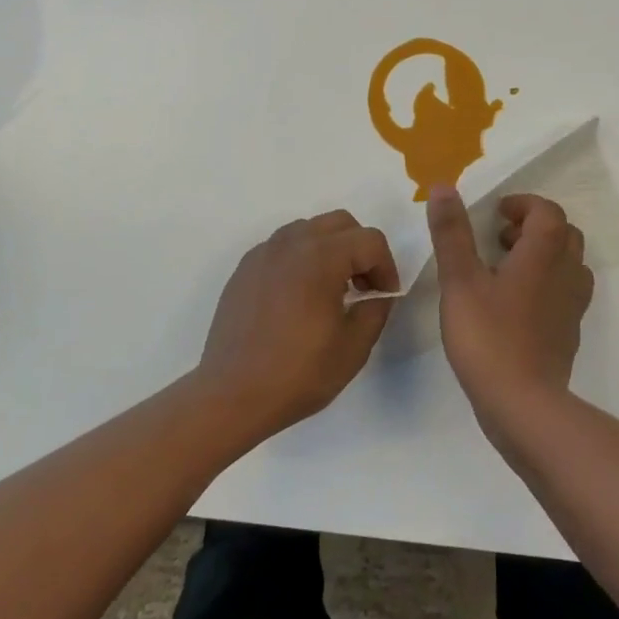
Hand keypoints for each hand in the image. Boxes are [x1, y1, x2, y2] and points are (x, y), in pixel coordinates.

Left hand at [196, 210, 398, 440]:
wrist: (232, 395)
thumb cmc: (298, 373)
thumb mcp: (354, 347)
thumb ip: (376, 309)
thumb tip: (376, 294)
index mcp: (321, 257)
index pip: (370, 241)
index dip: (386, 267)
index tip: (384, 298)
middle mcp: (291, 243)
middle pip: (340, 223)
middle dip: (360, 250)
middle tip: (363, 288)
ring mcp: (263, 253)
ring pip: (309, 230)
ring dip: (330, 250)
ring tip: (330, 291)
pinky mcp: (245, 268)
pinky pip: (282, 247)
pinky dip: (300, 259)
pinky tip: (298, 298)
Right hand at [426, 187, 592, 427]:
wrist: (523, 405)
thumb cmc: (488, 336)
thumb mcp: (460, 280)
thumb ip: (452, 233)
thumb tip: (444, 187)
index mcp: (543, 254)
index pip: (547, 211)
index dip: (523, 205)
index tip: (496, 214)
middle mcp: (566, 274)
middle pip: (563, 234)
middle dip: (533, 227)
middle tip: (500, 238)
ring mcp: (571, 306)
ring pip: (568, 264)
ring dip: (542, 255)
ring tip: (505, 269)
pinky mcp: (568, 333)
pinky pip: (565, 293)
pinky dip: (545, 284)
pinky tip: (514, 304)